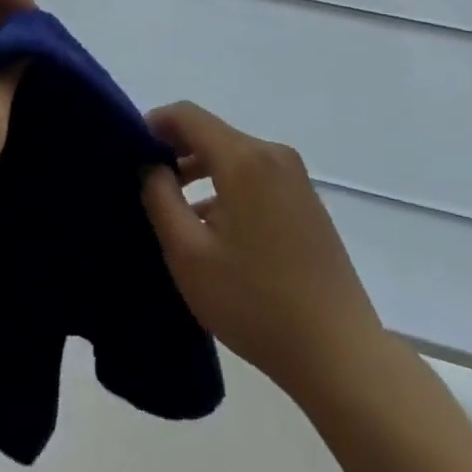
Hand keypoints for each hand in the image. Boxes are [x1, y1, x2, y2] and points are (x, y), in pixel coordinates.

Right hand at [142, 102, 383, 398]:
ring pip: (233, 156)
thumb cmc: (255, 303)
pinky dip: (227, 187)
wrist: (341, 357)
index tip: (129, 151)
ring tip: (174, 208)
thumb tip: (150, 164)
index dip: (153, 124)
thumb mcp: (188, 253)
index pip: (187, 115)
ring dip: (200, 171)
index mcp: (243, 158)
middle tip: (146, 183)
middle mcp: (273, 155)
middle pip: (211, 133)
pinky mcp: (307, 203)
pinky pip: (255, 176)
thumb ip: (159, 197)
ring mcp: (295, 179)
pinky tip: (213, 227)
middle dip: (175, 150)